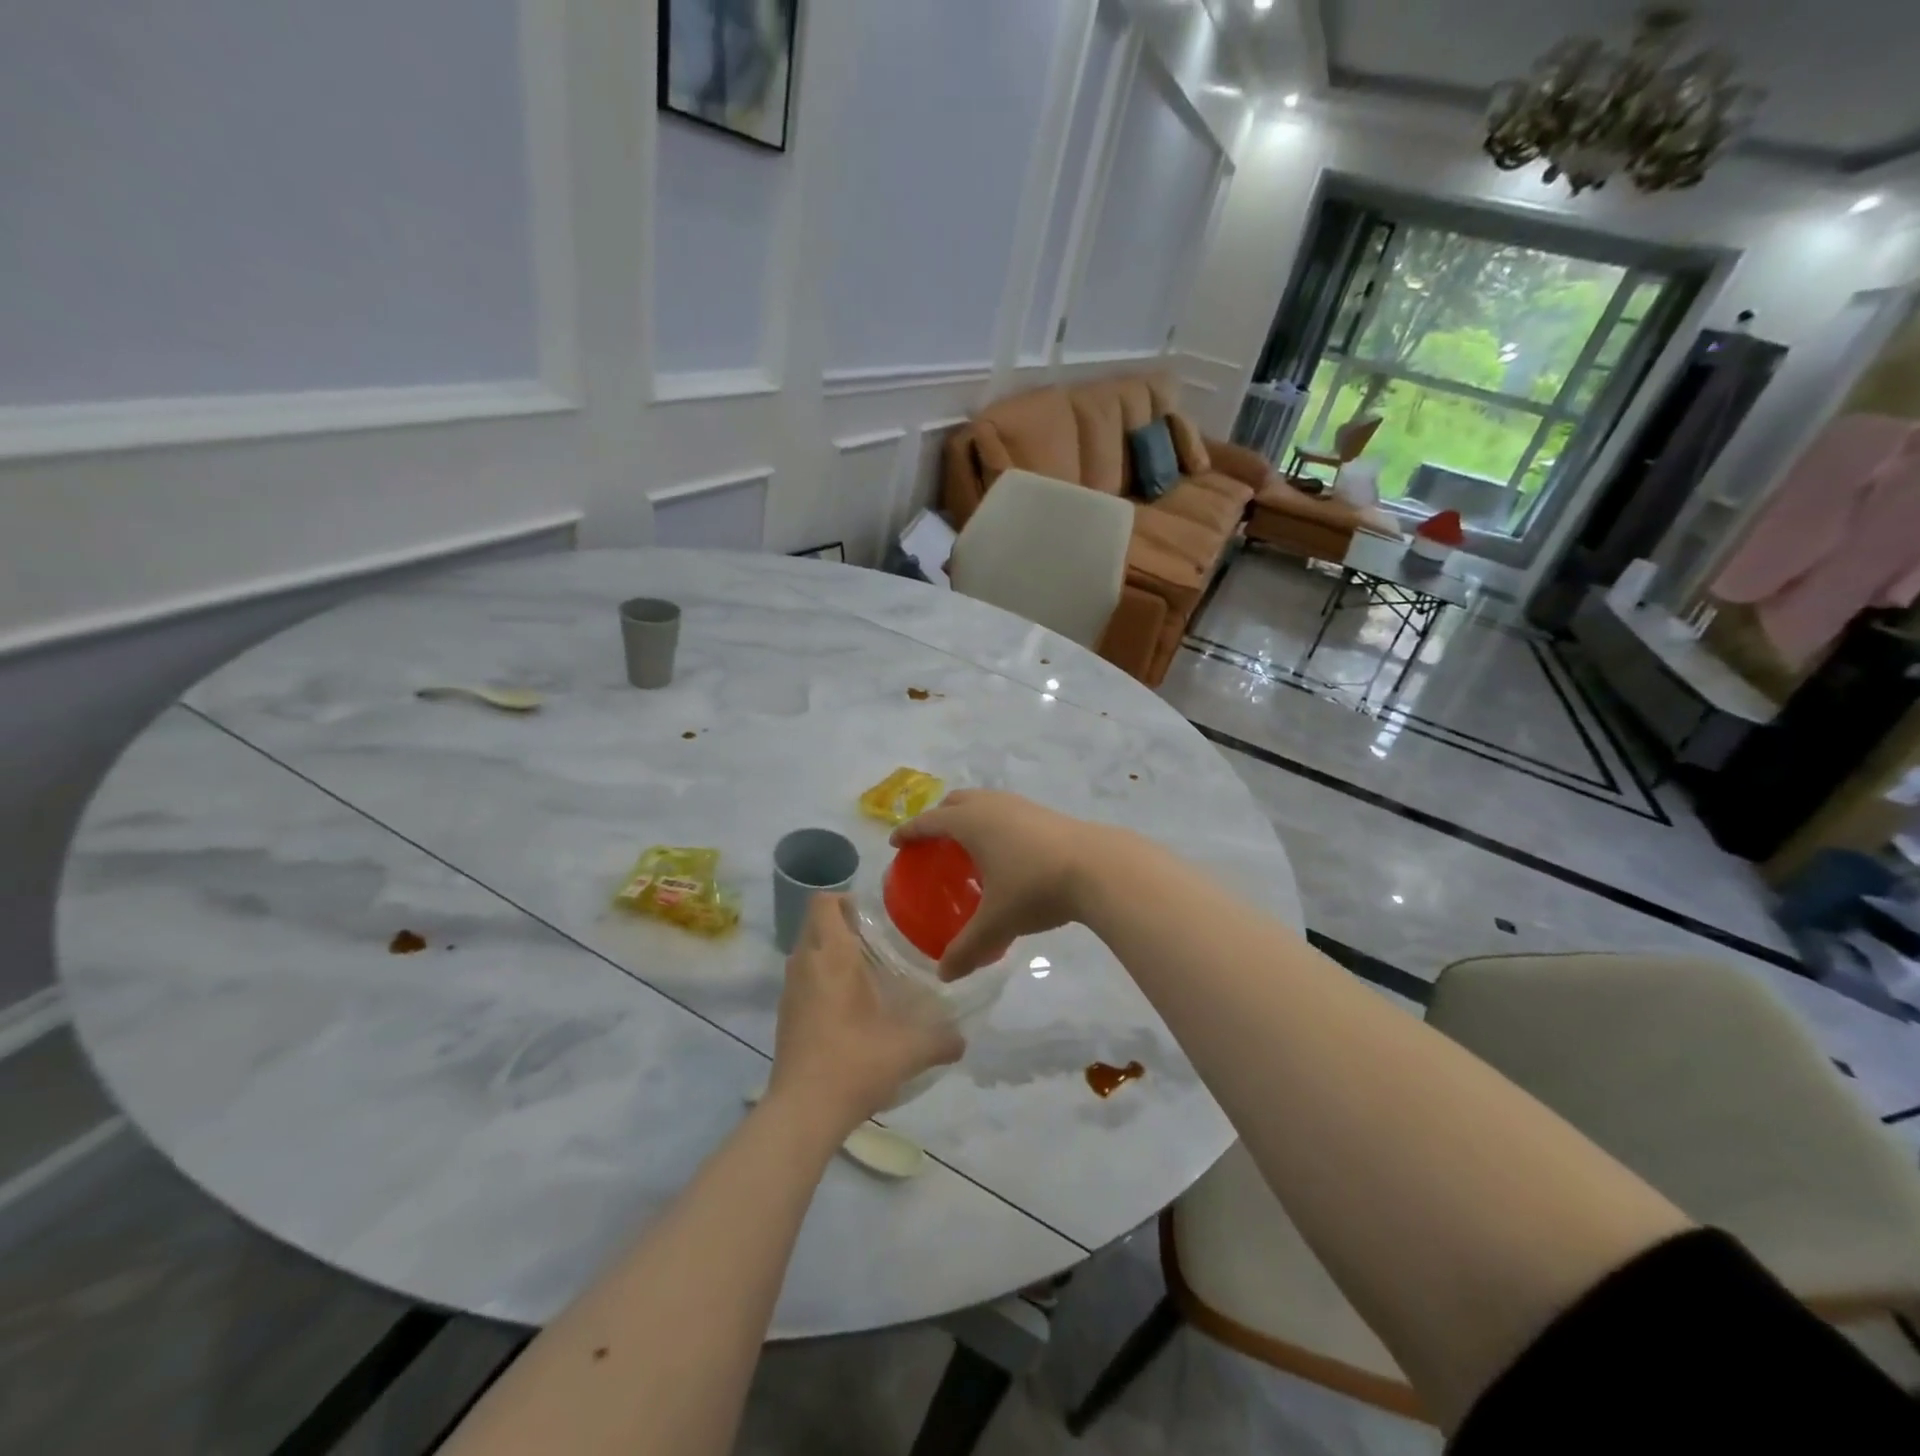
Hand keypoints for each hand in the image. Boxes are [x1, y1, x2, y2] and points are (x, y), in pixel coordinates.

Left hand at [767, 893, 963, 1131]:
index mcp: (831, 957)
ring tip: (866, 973)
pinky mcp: (785, 1017)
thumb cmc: (854, 1064)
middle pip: (815, 925)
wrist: (802, 1112)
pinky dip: (821, 981)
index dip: (844, 899)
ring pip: (807, 954)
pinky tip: (849, 1008)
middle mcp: (805, 965)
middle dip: (841, 925)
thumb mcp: (909, 1050)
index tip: (873, 915)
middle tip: (877, 941)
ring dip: (830, 954)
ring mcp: (790, 992)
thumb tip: (964, 1039)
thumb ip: (941, 1039)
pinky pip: (803, 981)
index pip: (824, 903)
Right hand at [890, 790, 1104, 979]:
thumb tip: (944, 974)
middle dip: (939, 817)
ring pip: (985, 802)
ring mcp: (1022, 805)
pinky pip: (1007, 811)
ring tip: (969, 846)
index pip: (929, 821)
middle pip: (956, 802)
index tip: (896, 842)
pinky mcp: (1046, 813)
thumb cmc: (1036, 887)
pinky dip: (995, 823)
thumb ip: (968, 948)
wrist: (1099, 867)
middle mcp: (992, 805)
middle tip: (932, 842)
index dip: (910, 831)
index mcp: (970, 822)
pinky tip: (1007, 851)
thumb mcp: (997, 922)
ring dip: (970, 816)